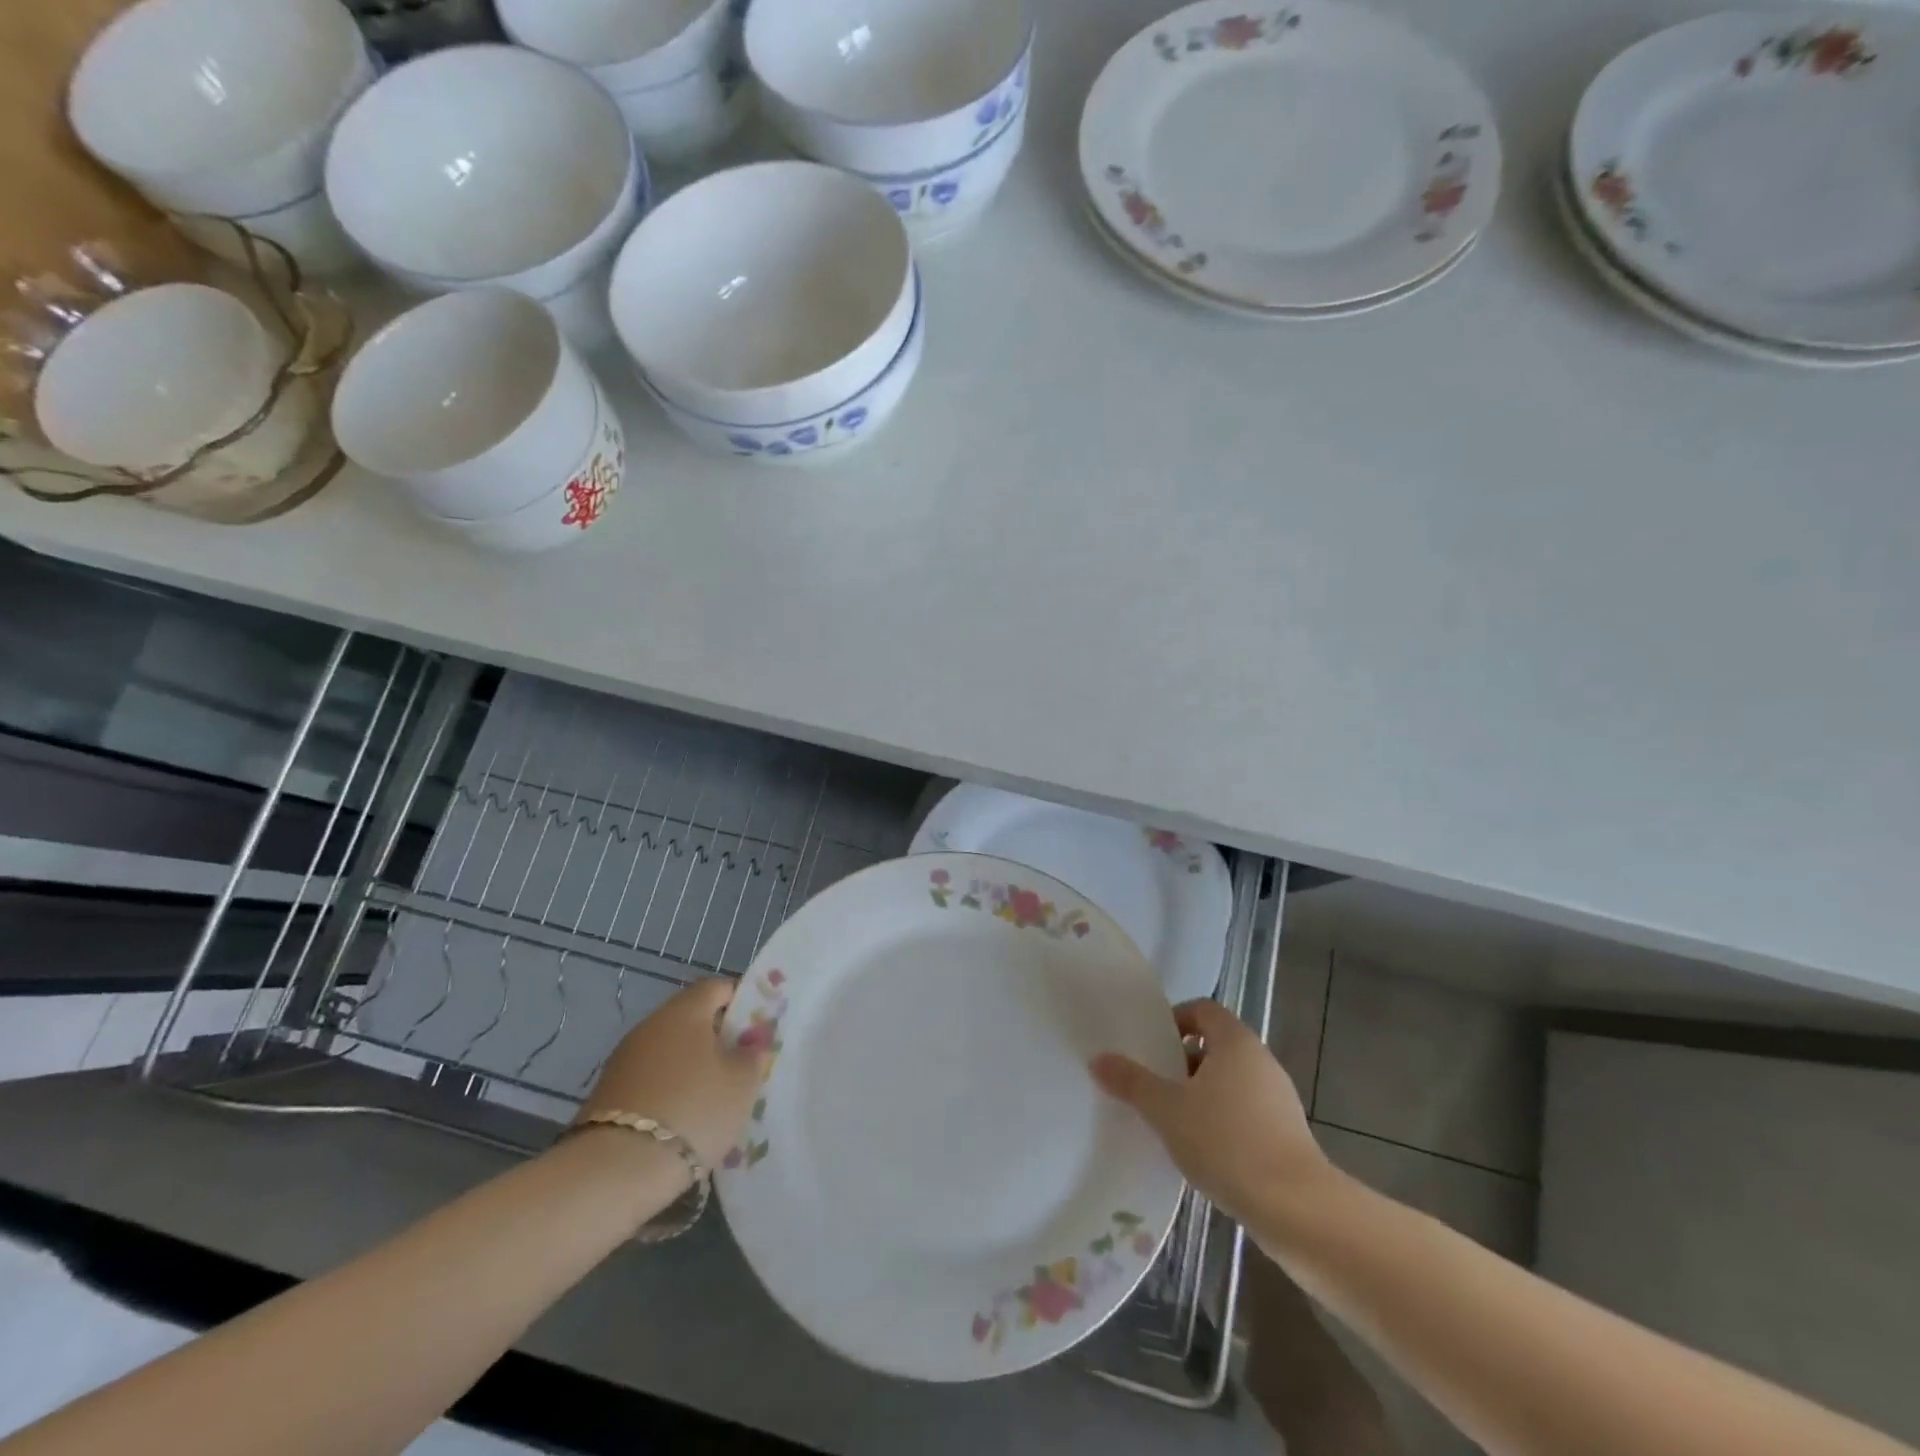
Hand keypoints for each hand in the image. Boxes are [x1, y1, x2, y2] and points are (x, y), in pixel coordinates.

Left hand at [578, 979, 768, 1172]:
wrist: (615, 1170)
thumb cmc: (693, 1110)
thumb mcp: (742, 1083)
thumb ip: (753, 1055)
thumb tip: (753, 1040)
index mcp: (685, 1011)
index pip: (717, 987)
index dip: (741, 1000)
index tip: (758, 1027)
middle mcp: (650, 1025)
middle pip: (690, 1018)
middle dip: (716, 1037)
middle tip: (740, 1065)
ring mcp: (624, 1059)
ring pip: (669, 1050)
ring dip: (691, 1066)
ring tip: (713, 1097)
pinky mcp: (607, 1094)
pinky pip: (650, 1079)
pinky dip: (668, 1089)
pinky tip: (682, 1119)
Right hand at [1091, 999, 1329, 1220]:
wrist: (1297, 1210)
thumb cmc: (1227, 1142)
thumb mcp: (1167, 1110)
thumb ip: (1132, 1082)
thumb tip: (1099, 1059)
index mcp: (1235, 1042)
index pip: (1203, 1009)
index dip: (1175, 1020)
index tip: (1151, 1046)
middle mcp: (1261, 1061)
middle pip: (1215, 1046)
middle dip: (1181, 1062)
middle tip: (1152, 1084)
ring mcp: (1278, 1099)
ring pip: (1230, 1082)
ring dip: (1200, 1095)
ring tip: (1170, 1121)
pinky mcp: (1287, 1135)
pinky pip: (1245, 1113)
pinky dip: (1222, 1122)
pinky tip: (1201, 1152)